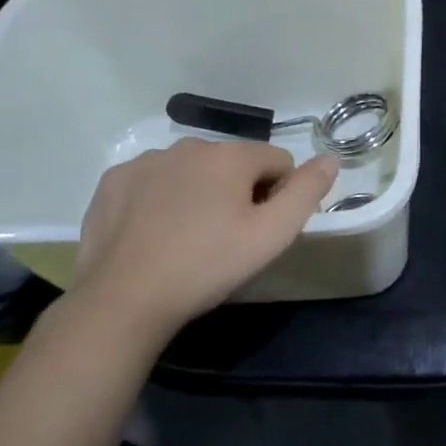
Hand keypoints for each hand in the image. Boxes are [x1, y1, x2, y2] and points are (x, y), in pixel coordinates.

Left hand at [72, 139, 339, 336]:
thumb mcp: (271, 236)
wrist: (123, 300)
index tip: (259, 231)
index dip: (278, 196)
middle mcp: (189, 145)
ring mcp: (146, 161)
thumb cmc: (207, 266)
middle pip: (233, 164)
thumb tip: (331, 158)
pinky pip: (153, 181)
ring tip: (187, 239)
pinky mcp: (114, 181)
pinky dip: (159, 199)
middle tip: (225, 239)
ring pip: (192, 170)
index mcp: (230, 155)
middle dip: (237, 192)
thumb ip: (306, 192)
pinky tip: (153, 233)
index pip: (277, 162)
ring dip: (199, 193)